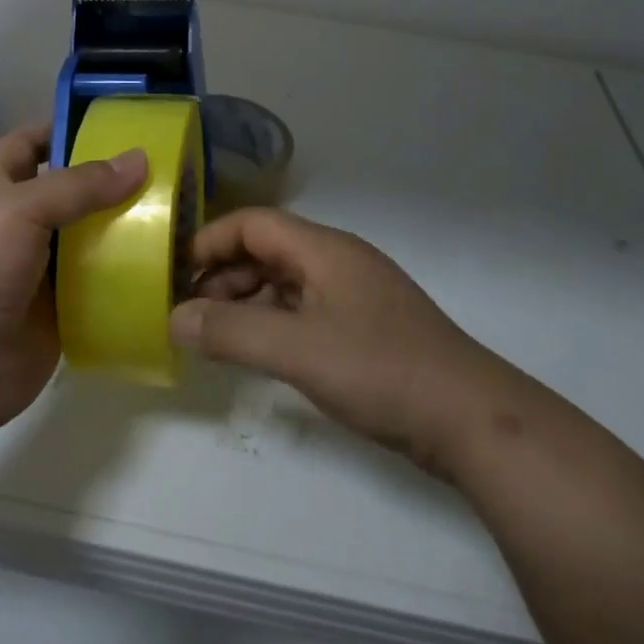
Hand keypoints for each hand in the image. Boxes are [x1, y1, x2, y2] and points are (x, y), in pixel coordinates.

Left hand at [0, 123, 146, 431]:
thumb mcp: (20, 210)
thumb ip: (79, 185)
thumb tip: (140, 159)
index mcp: (0, 186)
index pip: (34, 142)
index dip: (68, 128)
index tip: (122, 124)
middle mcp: (23, 222)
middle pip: (76, 191)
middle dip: (116, 181)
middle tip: (171, 171)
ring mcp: (44, 268)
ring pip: (95, 237)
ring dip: (131, 228)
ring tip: (184, 215)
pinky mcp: (64, 308)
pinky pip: (103, 284)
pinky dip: (131, 275)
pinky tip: (170, 266)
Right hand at [172, 208, 507, 476]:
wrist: (470, 420)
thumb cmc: (380, 370)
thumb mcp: (297, 350)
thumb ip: (232, 332)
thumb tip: (173, 319)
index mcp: (323, 249)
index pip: (253, 224)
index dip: (210, 242)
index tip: (175, 274)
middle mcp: (338, 261)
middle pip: (266, 251)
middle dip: (223, 276)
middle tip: (189, 314)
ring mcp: (354, 295)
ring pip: (284, 282)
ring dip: (246, 301)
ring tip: (215, 336)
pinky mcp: (364, 328)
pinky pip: (303, 310)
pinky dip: (272, 323)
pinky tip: (258, 352)